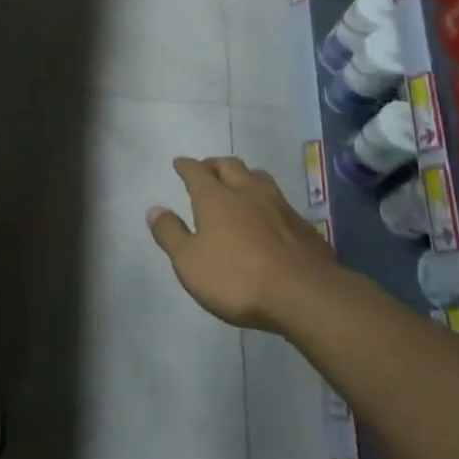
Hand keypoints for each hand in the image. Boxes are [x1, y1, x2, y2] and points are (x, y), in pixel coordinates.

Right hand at [148, 157, 337, 330]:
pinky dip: (267, 201)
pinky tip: (269, 215)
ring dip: (244, 176)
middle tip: (207, 170)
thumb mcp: (189, 261)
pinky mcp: (303, 225)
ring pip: (259, 177)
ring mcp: (278, 205)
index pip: (196, 171)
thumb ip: (170, 233)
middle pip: (229, 165)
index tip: (180, 163)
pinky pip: (280, 201)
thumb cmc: (236, 277)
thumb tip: (154, 209)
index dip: (186, 166)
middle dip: (215, 165)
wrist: (303, 294)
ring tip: (239, 184)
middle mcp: (246, 191)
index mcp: (215, 197)